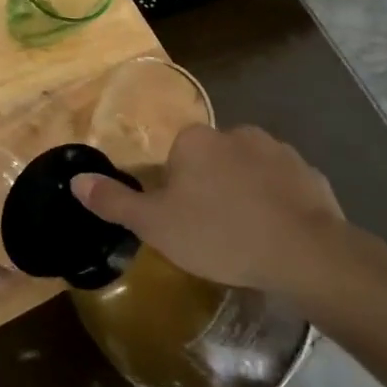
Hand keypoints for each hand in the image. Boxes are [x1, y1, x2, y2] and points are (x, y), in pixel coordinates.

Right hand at [70, 123, 358, 295]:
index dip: (176, 190)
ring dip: (246, 193)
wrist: (305, 253)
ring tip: (249, 236)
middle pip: (212, 160)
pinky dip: (280, 204)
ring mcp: (278, 151)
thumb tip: (76, 180)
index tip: (184, 221)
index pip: (176, 157)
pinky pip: (285, 186)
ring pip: (249, 171)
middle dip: (211, 188)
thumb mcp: (156, 225)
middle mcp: (235, 133)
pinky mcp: (311, 175)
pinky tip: (280, 235)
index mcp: (195, 140)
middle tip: (214, 231)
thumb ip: (115, 201)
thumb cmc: (220, 234)